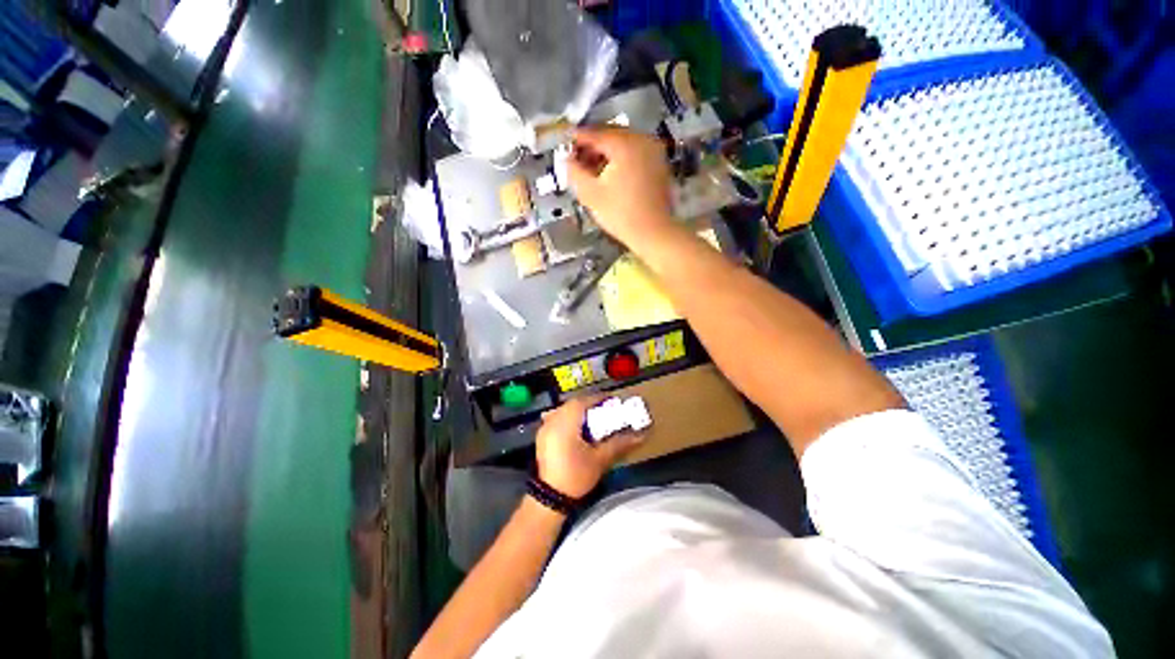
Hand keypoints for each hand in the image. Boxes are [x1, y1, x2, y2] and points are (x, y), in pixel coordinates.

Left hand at [535, 397, 645, 498]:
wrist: (550, 498)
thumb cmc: (576, 475)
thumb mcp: (600, 459)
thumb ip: (619, 443)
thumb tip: (640, 436)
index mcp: (566, 420)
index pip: (585, 400)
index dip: (600, 399)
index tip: (613, 402)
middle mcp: (554, 419)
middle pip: (574, 404)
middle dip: (591, 405)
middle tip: (606, 411)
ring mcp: (545, 427)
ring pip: (565, 410)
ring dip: (580, 412)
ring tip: (594, 420)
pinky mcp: (543, 436)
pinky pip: (558, 418)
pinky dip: (570, 419)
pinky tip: (578, 430)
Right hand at [568, 126, 679, 251]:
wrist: (653, 232)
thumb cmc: (620, 214)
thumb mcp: (590, 194)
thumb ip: (574, 172)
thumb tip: (566, 159)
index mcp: (624, 143)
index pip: (594, 133)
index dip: (576, 140)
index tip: (563, 146)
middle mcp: (642, 139)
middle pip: (610, 134)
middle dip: (592, 146)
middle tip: (577, 160)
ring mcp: (654, 150)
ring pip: (623, 143)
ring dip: (606, 153)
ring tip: (592, 170)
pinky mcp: (659, 163)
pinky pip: (635, 152)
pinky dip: (621, 159)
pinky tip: (610, 174)